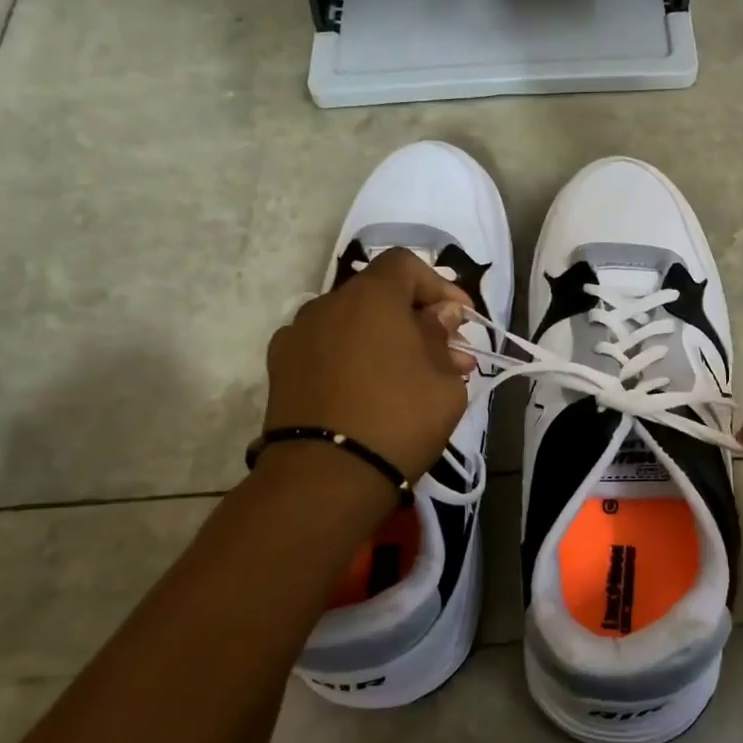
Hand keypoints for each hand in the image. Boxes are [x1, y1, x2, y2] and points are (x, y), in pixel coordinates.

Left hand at [262, 249, 473, 481]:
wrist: (325, 477)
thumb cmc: (399, 419)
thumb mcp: (444, 381)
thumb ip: (442, 338)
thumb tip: (440, 318)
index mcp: (370, 296)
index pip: (406, 265)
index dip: (439, 286)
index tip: (462, 320)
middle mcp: (327, 304)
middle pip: (377, 294)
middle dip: (414, 318)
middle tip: (444, 354)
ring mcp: (297, 336)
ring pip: (350, 323)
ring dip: (382, 338)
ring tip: (407, 376)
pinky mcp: (280, 369)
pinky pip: (326, 349)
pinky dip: (350, 357)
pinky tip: (366, 390)